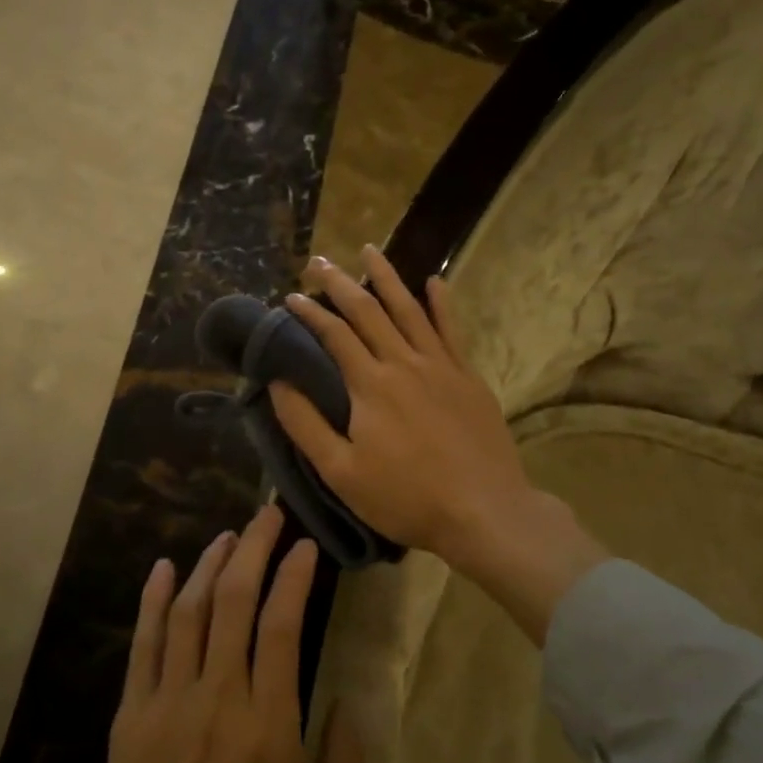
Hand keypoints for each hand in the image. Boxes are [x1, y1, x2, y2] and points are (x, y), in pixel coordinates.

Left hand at [67, 505, 363, 762]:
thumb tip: (352, 701)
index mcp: (269, 728)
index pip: (282, 625)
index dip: (294, 576)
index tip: (305, 546)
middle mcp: (218, 700)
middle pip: (233, 601)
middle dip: (253, 549)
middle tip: (267, 516)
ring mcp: (168, 702)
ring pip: (189, 612)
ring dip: (208, 564)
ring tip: (228, 536)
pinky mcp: (131, 714)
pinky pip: (143, 643)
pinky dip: (154, 600)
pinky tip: (164, 568)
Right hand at [270, 247, 607, 642]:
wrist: (484, 512)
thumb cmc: (405, 498)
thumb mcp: (341, 472)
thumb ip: (306, 425)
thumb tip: (278, 383)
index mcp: (370, 385)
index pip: (334, 335)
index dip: (310, 313)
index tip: (291, 297)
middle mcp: (404, 363)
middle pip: (368, 311)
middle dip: (340, 283)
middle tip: (319, 261)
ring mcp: (441, 366)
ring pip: (409, 309)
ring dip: (387, 278)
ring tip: (369, 250)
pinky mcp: (468, 377)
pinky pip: (452, 330)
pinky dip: (442, 303)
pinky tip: (435, 281)